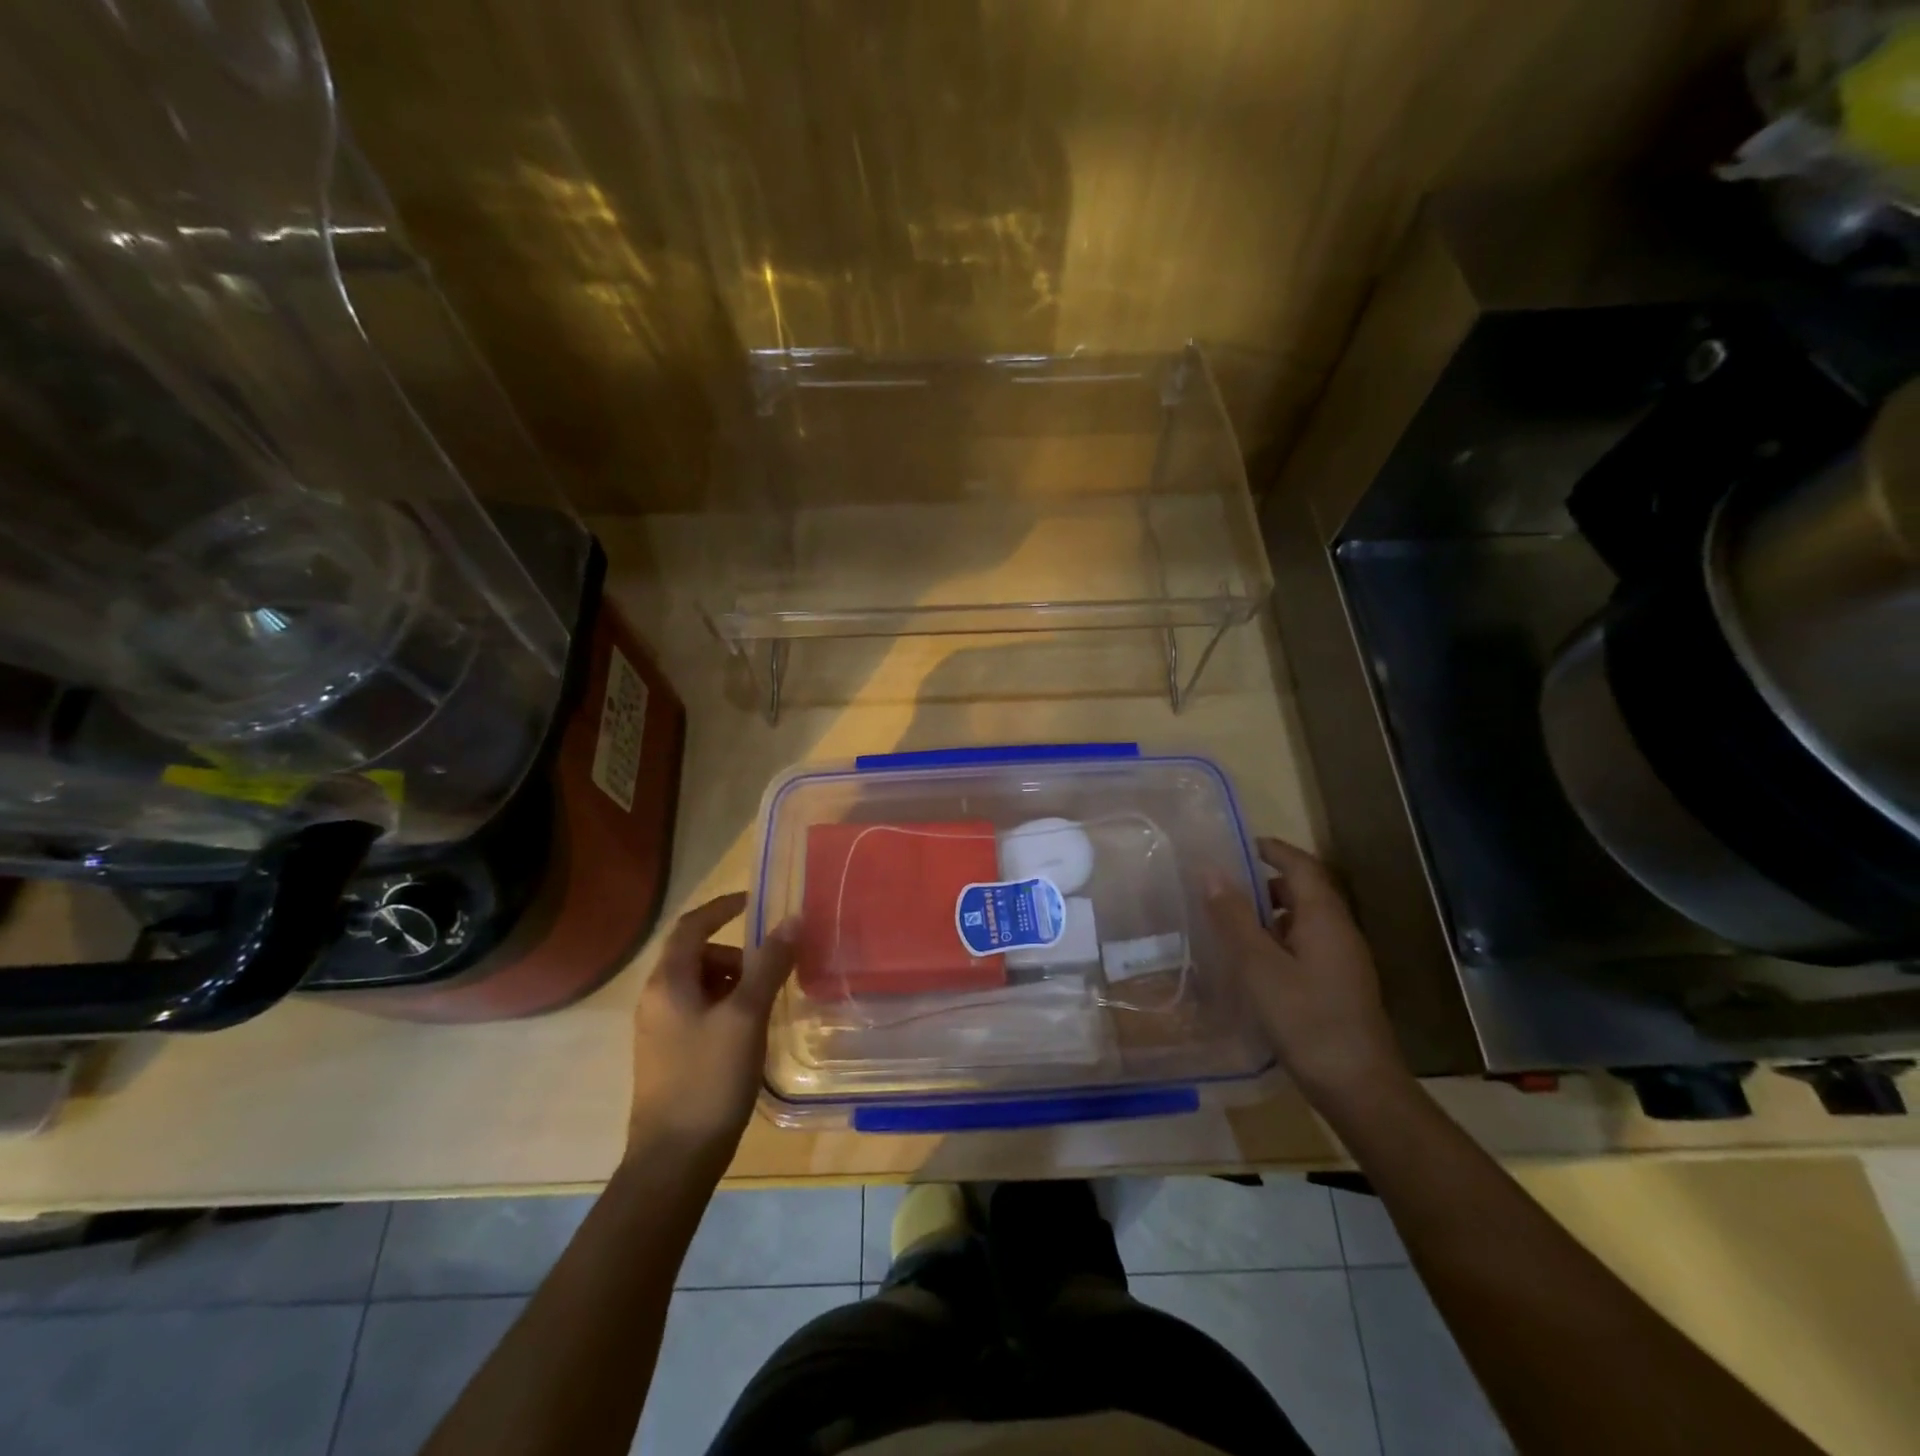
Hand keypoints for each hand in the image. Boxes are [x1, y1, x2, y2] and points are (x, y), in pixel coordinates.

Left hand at [627, 893, 795, 1164]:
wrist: (673, 1160)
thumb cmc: (709, 1079)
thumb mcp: (746, 1016)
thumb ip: (768, 965)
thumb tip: (791, 920)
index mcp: (668, 982)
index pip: (692, 925)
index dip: (723, 907)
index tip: (755, 902)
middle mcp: (656, 999)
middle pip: (697, 955)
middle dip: (736, 955)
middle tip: (770, 972)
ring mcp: (658, 1030)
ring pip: (699, 986)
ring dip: (733, 983)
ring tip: (763, 1007)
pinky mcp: (667, 1055)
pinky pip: (697, 1012)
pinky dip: (724, 1008)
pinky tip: (747, 1035)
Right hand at [1207, 837, 1409, 1106]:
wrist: (1359, 1087)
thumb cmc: (1305, 1019)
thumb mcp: (1258, 965)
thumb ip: (1233, 917)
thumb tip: (1210, 870)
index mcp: (1324, 918)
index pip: (1301, 866)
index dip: (1272, 849)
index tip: (1238, 844)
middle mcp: (1339, 932)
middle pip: (1305, 891)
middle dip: (1266, 881)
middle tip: (1224, 886)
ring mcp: (1344, 961)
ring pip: (1305, 921)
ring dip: (1270, 913)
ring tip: (1230, 924)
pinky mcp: (1340, 986)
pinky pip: (1307, 946)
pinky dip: (1279, 940)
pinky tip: (1254, 964)